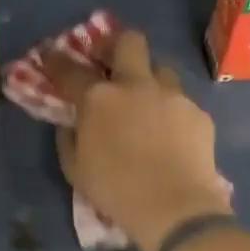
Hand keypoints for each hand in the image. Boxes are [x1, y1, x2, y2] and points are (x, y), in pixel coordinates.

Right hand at [45, 30, 231, 250]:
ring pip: (162, 69)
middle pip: (129, 42)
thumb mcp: (75, 169)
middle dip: (118, 46)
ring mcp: (172, 96)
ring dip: (151, 79)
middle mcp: (136, 85)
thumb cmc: (115, 190)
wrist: (175, 208)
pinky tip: (172, 135)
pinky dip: (172, 113)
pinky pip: (181, 102)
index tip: (51, 56)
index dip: (56, 60)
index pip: (70, 69)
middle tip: (112, 64)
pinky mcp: (198, 113)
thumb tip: (71, 122)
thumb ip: (69, 138)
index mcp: (99, 98)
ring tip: (147, 102)